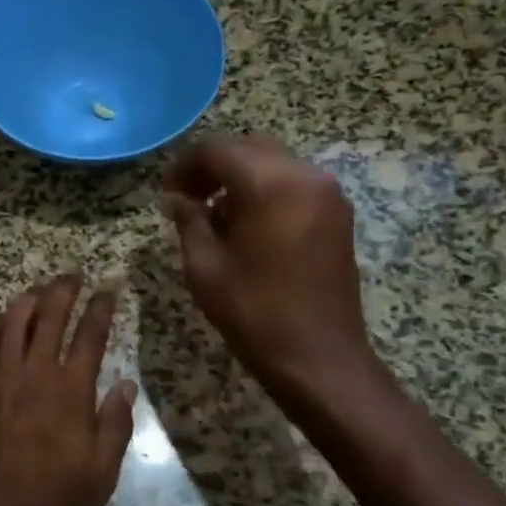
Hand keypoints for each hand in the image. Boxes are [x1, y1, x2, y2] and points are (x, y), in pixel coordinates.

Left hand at [0, 274, 136, 505]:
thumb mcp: (101, 474)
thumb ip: (115, 424)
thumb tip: (126, 384)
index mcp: (69, 393)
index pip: (89, 334)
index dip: (101, 307)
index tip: (109, 289)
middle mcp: (31, 376)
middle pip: (48, 315)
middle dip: (64, 289)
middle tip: (75, 276)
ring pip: (10, 321)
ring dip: (28, 299)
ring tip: (41, 292)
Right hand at [163, 135, 377, 397]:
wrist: (318, 356)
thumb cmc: (253, 312)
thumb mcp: (205, 266)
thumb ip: (189, 221)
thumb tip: (176, 198)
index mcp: (270, 185)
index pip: (218, 150)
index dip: (185, 165)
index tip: (167, 192)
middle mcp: (305, 177)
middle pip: (249, 148)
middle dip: (214, 166)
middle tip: (187, 197)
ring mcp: (327, 194)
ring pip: (274, 163)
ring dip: (240, 177)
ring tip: (214, 214)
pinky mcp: (338, 214)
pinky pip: (294, 183)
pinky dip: (265, 190)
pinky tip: (246, 224)